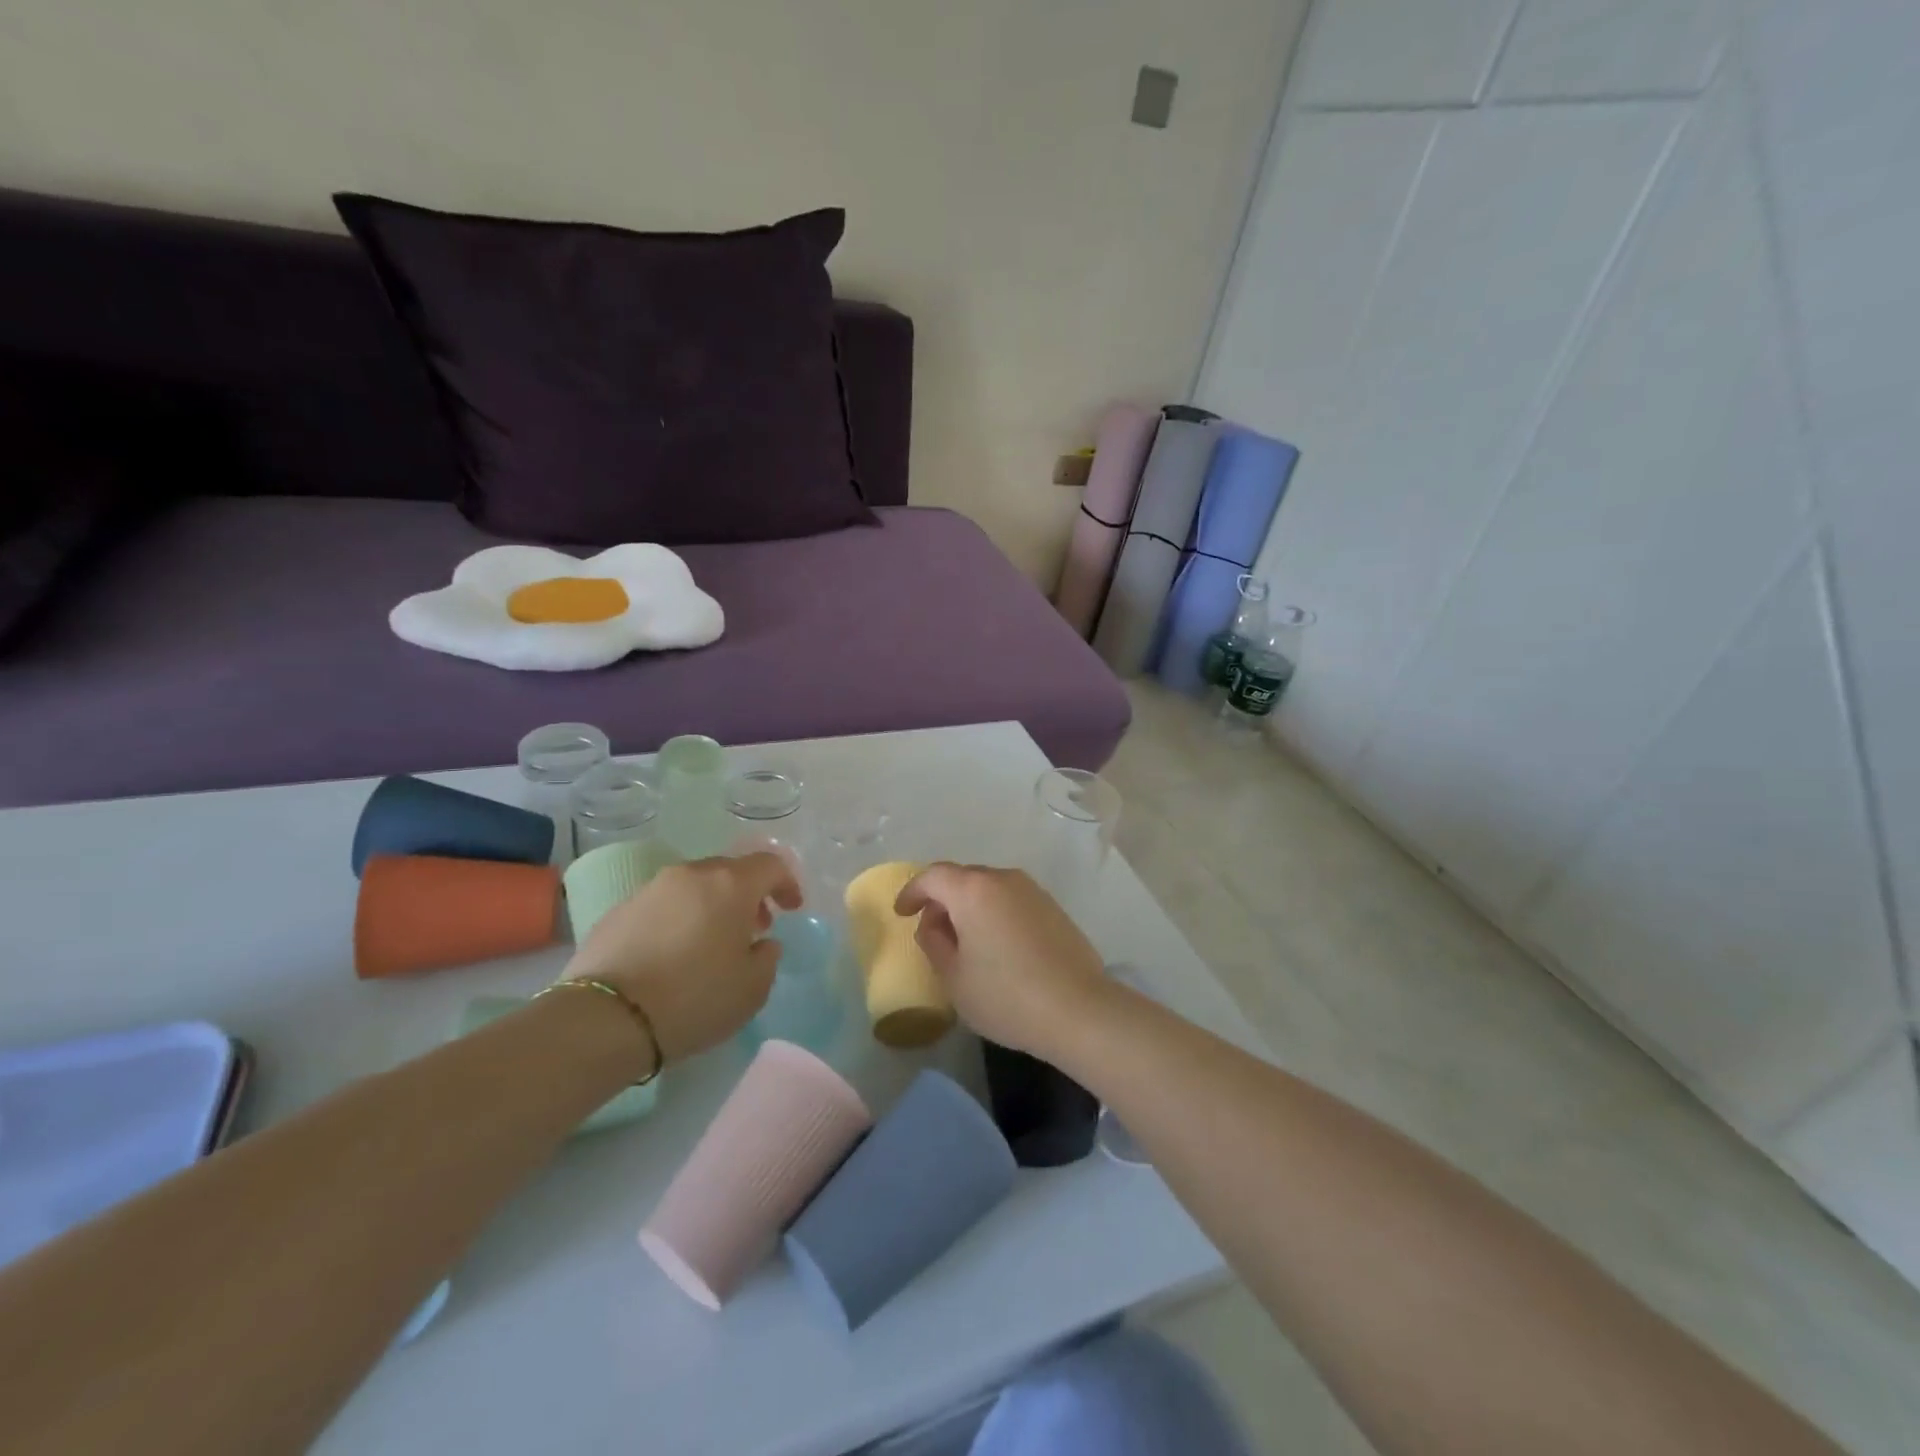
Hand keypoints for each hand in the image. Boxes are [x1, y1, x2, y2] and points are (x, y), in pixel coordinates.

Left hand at [561, 853, 801, 1062]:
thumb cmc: (694, 999)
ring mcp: (650, 889)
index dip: (787, 884)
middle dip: (748, 895)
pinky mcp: (618, 910)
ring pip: (694, 886)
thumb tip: (762, 943)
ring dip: (712, 906)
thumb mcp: (752, 988)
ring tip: (711, 943)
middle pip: (730, 871)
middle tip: (754, 928)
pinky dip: (678, 919)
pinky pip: (663, 905)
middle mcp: (691, 875)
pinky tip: (673, 954)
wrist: (605, 1019)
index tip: (791, 909)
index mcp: (730, 885)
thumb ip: (768, 957)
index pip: (771, 865)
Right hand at [893, 863, 1109, 1056]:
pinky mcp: (1054, 908)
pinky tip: (998, 947)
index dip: (912, 892)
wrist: (1078, 1009)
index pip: (933, 877)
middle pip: (963, 878)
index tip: (902, 913)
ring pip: (990, 889)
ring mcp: (1033, 891)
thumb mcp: (954, 978)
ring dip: (971, 907)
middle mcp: (1003, 879)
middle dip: (942, 900)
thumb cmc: (1006, 995)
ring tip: (966, 942)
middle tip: (933, 931)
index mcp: (972, 890)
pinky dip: (996, 914)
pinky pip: (1013, 901)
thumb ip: (934, 943)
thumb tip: (934, 925)